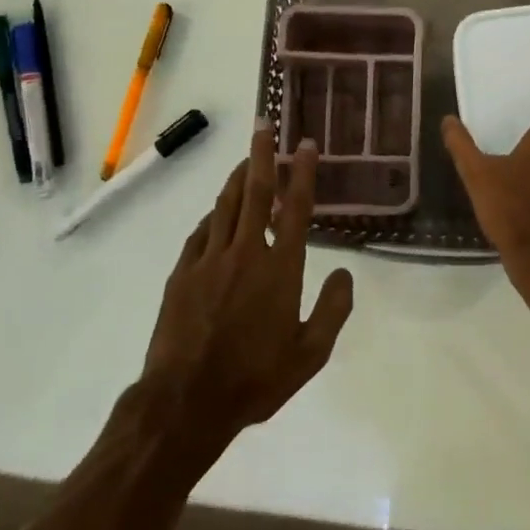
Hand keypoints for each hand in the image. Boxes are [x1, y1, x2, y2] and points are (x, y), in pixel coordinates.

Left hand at [138, 125, 354, 463]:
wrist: (185, 403)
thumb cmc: (255, 379)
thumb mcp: (310, 355)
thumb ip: (333, 310)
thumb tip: (346, 273)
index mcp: (280, 268)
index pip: (296, 209)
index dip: (302, 173)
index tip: (306, 145)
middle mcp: (245, 253)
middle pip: (254, 192)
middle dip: (262, 155)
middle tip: (265, 125)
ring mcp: (209, 261)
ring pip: (224, 206)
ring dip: (236, 178)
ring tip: (245, 160)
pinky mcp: (182, 274)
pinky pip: (201, 232)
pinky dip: (213, 216)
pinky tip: (217, 215)